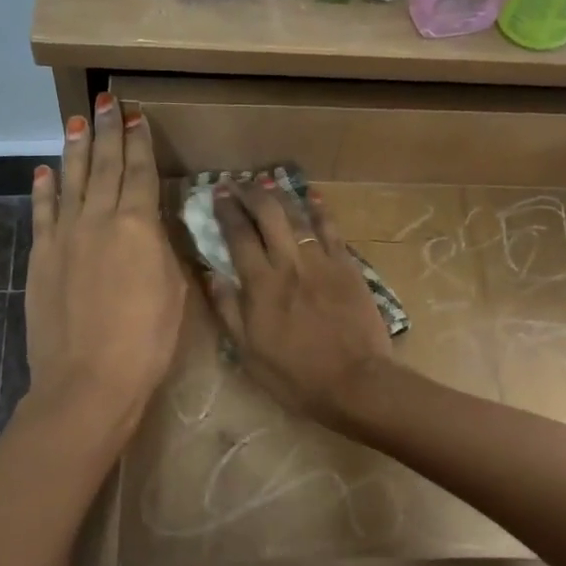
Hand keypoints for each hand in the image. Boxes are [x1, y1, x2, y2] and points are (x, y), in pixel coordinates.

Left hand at [24, 93, 186, 425]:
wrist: (88, 380)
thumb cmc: (146, 341)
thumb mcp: (174, 290)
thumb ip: (162, 249)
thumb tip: (151, 224)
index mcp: (139, 225)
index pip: (140, 172)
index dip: (139, 142)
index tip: (135, 116)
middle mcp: (99, 219)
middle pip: (105, 166)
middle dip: (107, 131)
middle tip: (106, 100)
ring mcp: (65, 235)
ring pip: (72, 180)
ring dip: (76, 149)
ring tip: (77, 120)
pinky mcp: (41, 256)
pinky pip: (43, 212)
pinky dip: (44, 189)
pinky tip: (44, 170)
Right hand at [208, 176, 391, 428]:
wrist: (356, 383)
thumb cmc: (295, 376)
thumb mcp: (248, 352)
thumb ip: (228, 309)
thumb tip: (210, 274)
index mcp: (261, 285)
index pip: (238, 235)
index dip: (226, 211)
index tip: (217, 194)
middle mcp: (289, 263)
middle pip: (268, 215)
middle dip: (250, 193)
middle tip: (238, 184)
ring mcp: (322, 262)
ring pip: (298, 216)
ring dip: (280, 195)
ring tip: (267, 183)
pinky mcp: (348, 266)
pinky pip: (332, 230)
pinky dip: (320, 210)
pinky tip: (312, 197)